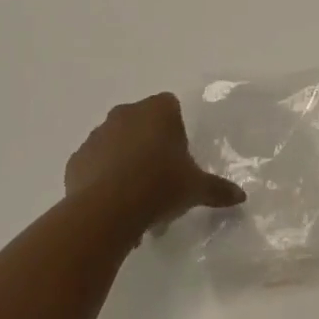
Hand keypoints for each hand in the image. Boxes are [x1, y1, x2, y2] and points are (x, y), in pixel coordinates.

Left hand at [65, 92, 245, 232]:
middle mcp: (126, 112)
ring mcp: (98, 134)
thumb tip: (241, 197)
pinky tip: (110, 206)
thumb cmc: (159, 186)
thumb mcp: (195, 188)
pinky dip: (100, 178)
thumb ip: (218, 189)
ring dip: (123, 162)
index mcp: (158, 109)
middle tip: (158, 182)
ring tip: (133, 201)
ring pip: (115, 143)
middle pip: (141, 124)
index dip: (175, 133)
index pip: (170, 108)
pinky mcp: (76, 159)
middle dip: (148, 147)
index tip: (178, 161)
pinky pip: (93, 165)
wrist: (107, 210)